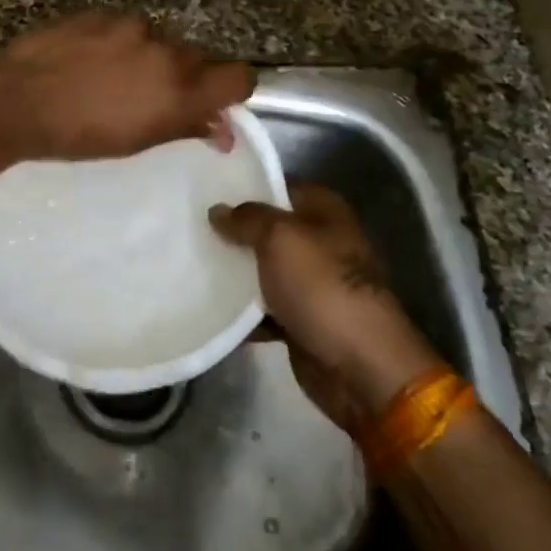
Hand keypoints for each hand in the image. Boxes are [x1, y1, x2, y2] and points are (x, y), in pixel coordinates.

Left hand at [0, 12, 253, 162]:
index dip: (232, 89)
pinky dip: (116, 41)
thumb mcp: (136, 142)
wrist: (17, 100)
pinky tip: (88, 58)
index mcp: (180, 91)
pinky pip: (124, 26)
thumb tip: (221, 130)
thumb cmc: (78, 136)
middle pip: (198, 57)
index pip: (240, 77)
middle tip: (151, 95)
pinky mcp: (101, 12)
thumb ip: (184, 127)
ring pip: (158, 39)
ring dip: (147, 55)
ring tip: (110, 75)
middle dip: (184, 75)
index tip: (213, 100)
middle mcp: (165, 51)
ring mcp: (132, 26)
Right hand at [210, 182, 441, 430]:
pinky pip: (263, 308)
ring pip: (263, 268)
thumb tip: (218, 210)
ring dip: (233, 271)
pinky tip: (208, 304)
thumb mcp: (279, 239)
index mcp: (324, 212)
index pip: (280, 185)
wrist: (359, 366)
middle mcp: (320, 242)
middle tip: (191, 225)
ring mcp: (312, 283)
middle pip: (268, 228)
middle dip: (234, 229)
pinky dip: (241, 311)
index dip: (246, 184)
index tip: (208, 188)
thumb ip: (247, 219)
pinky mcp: (301, 319)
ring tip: (190, 261)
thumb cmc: (322, 288)